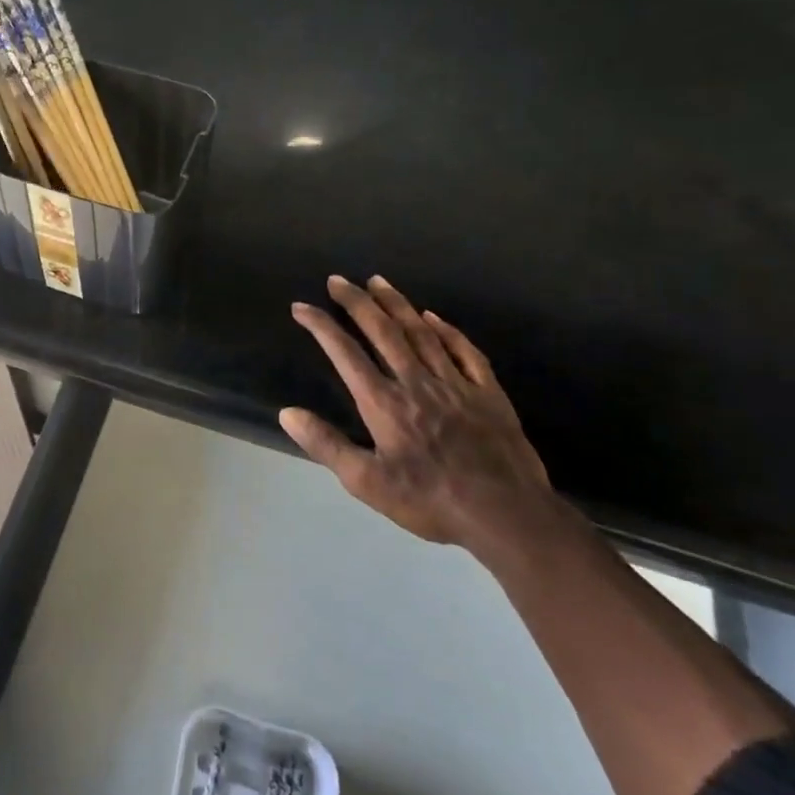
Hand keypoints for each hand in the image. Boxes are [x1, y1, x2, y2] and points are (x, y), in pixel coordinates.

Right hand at [280, 275, 556, 553]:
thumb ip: (326, 445)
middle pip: (383, 331)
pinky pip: (465, 352)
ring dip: (397, 304)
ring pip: (422, 333)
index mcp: (384, 403)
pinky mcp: (488, 394)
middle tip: (338, 279)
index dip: (321, 326)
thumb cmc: (431, 501)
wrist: (507, 515)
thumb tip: (287, 412)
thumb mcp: (367, 483)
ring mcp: (456, 384)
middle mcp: (416, 382)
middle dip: (357, 302)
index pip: (345, 353)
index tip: (301, 307)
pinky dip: (447, 330)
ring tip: (378, 281)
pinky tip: (434, 317)